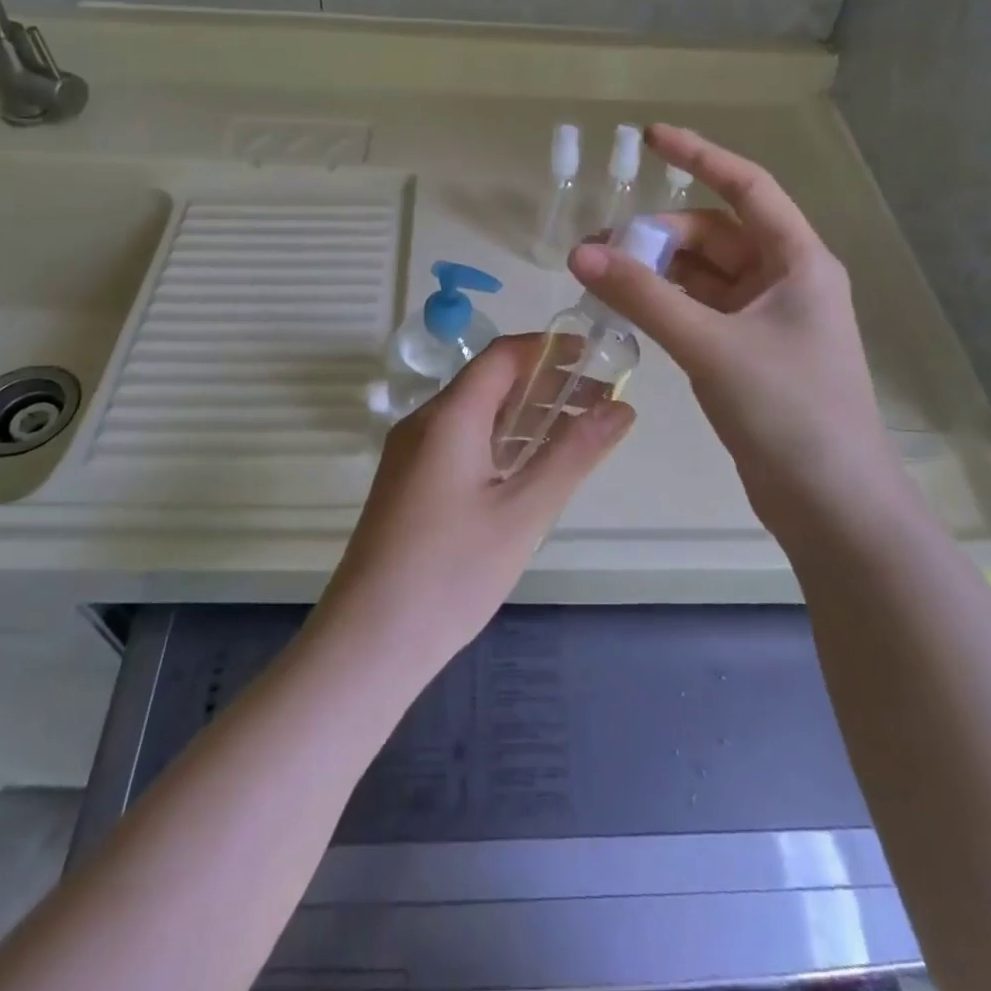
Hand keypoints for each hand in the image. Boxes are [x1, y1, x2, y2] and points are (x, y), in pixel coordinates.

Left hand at [315, 335, 633, 676]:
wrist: (368, 641)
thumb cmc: (451, 572)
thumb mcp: (524, 512)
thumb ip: (574, 454)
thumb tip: (622, 408)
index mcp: (449, 416)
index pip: (503, 356)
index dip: (550, 349)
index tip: (596, 359)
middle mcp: (424, 423)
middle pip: (490, 382)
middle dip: (546, 384)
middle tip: (599, 402)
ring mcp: (412, 454)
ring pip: (476, 415)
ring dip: (525, 415)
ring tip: (577, 431)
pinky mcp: (410, 483)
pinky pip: (461, 443)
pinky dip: (501, 442)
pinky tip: (530, 467)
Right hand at [568, 124, 906, 549]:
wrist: (831, 503)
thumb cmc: (787, 410)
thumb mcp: (710, 345)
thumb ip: (644, 297)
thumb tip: (581, 252)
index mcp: (797, 261)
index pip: (746, 187)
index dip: (699, 156)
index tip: (650, 138)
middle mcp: (786, 281)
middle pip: (716, 235)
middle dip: (660, 234)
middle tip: (600, 248)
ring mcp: (768, 320)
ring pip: (705, 275)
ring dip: (659, 271)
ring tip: (603, 276)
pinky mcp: (750, 355)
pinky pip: (701, 311)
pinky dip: (667, 304)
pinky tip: (630, 309)